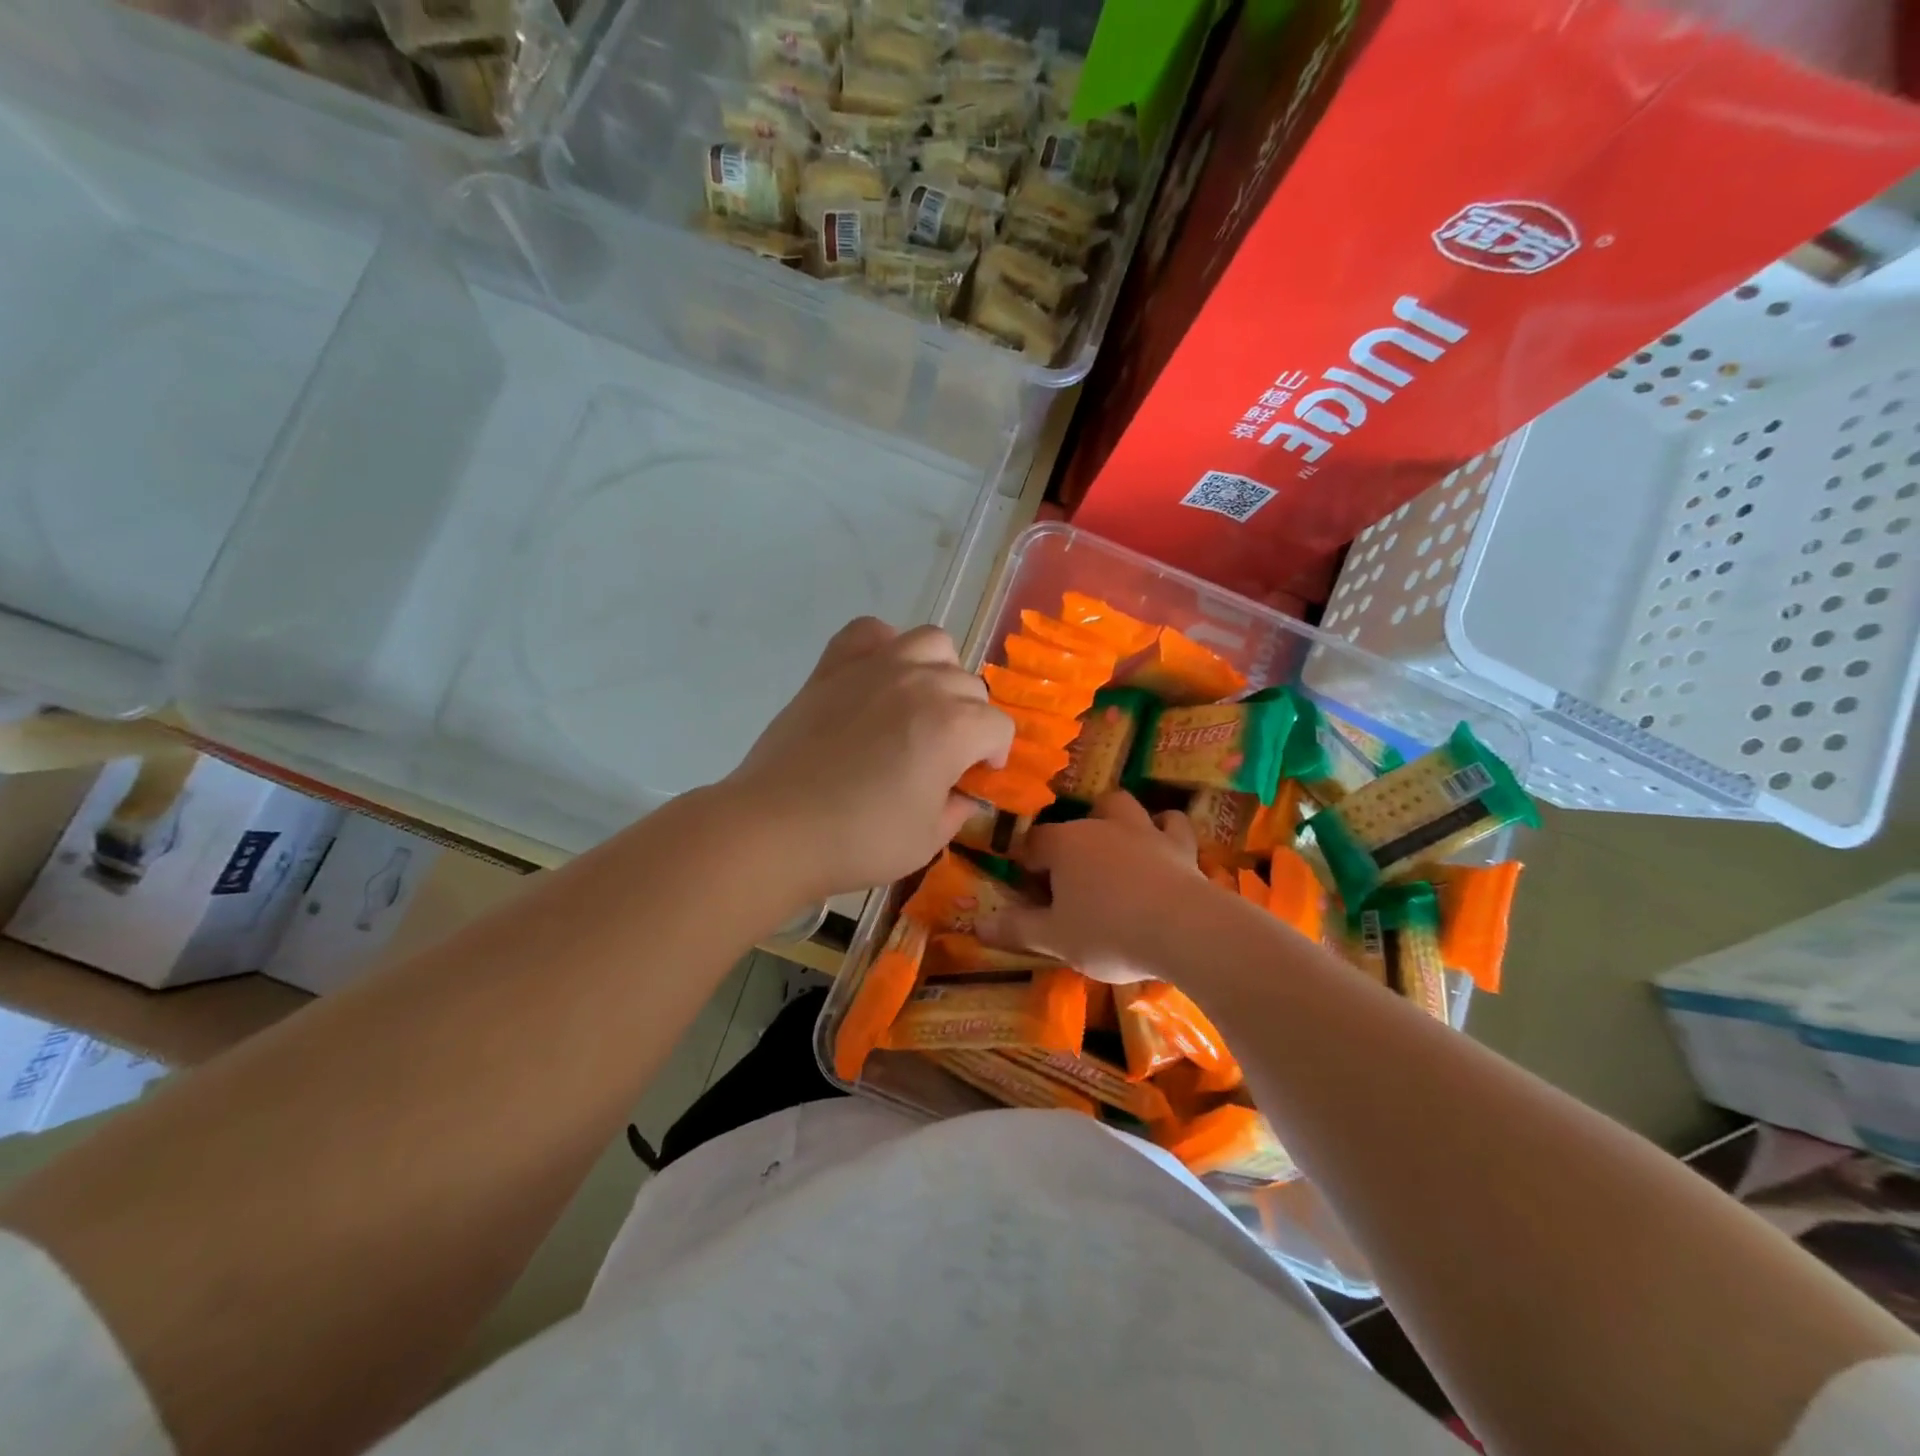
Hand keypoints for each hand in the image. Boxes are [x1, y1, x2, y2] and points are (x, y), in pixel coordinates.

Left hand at [721, 618, 1014, 902]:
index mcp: (954, 727)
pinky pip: (870, 632)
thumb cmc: (860, 840)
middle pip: (970, 686)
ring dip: (940, 672)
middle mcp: (922, 684)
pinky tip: (880, 675)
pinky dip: (885, 645)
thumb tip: (963, 793)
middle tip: (946, 754)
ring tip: (922, 704)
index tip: (977, 778)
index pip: (998, 727)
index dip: (994, 755)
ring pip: (933, 644)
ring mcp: (876, 668)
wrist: (777, 828)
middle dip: (970, 720)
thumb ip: (958, 809)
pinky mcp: (834, 667)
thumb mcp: (927, 839)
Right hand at [980, 792, 1207, 984]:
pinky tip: (1163, 844)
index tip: (1029, 890)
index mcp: (1064, 844)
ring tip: (1113, 847)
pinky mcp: (1181, 845)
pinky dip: (1165, 830)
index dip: (1027, 864)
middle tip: (1072, 872)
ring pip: (1122, 806)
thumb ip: (1016, 929)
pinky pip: (1172, 823)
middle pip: (1077, 820)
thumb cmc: (1109, 932)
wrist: (1185, 930)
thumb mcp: (1054, 939)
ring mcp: (1144, 830)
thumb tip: (977, 926)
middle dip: (1070, 839)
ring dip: (1115, 820)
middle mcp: (1100, 826)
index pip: (1033, 843)